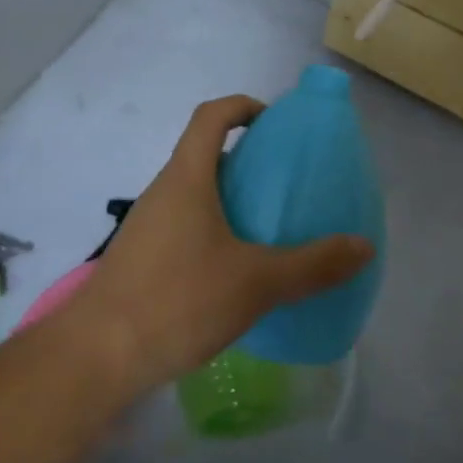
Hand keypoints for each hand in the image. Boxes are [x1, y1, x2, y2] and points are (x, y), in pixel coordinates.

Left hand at [74, 95, 374, 388]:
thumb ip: (313, 264)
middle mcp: (162, 192)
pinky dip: (211, 230)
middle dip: (243, 159)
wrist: (98, 355)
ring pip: (192, 193)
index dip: (242, 106)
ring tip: (266, 228)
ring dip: (227, 198)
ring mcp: (146, 225)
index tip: (273, 122)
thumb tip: (363, 246)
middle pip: (202, 153)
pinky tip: (233, 271)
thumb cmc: (178, 300)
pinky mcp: (139, 258)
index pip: (210, 116)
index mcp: (186, 178)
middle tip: (283, 183)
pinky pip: (182, 226)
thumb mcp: (256, 283)